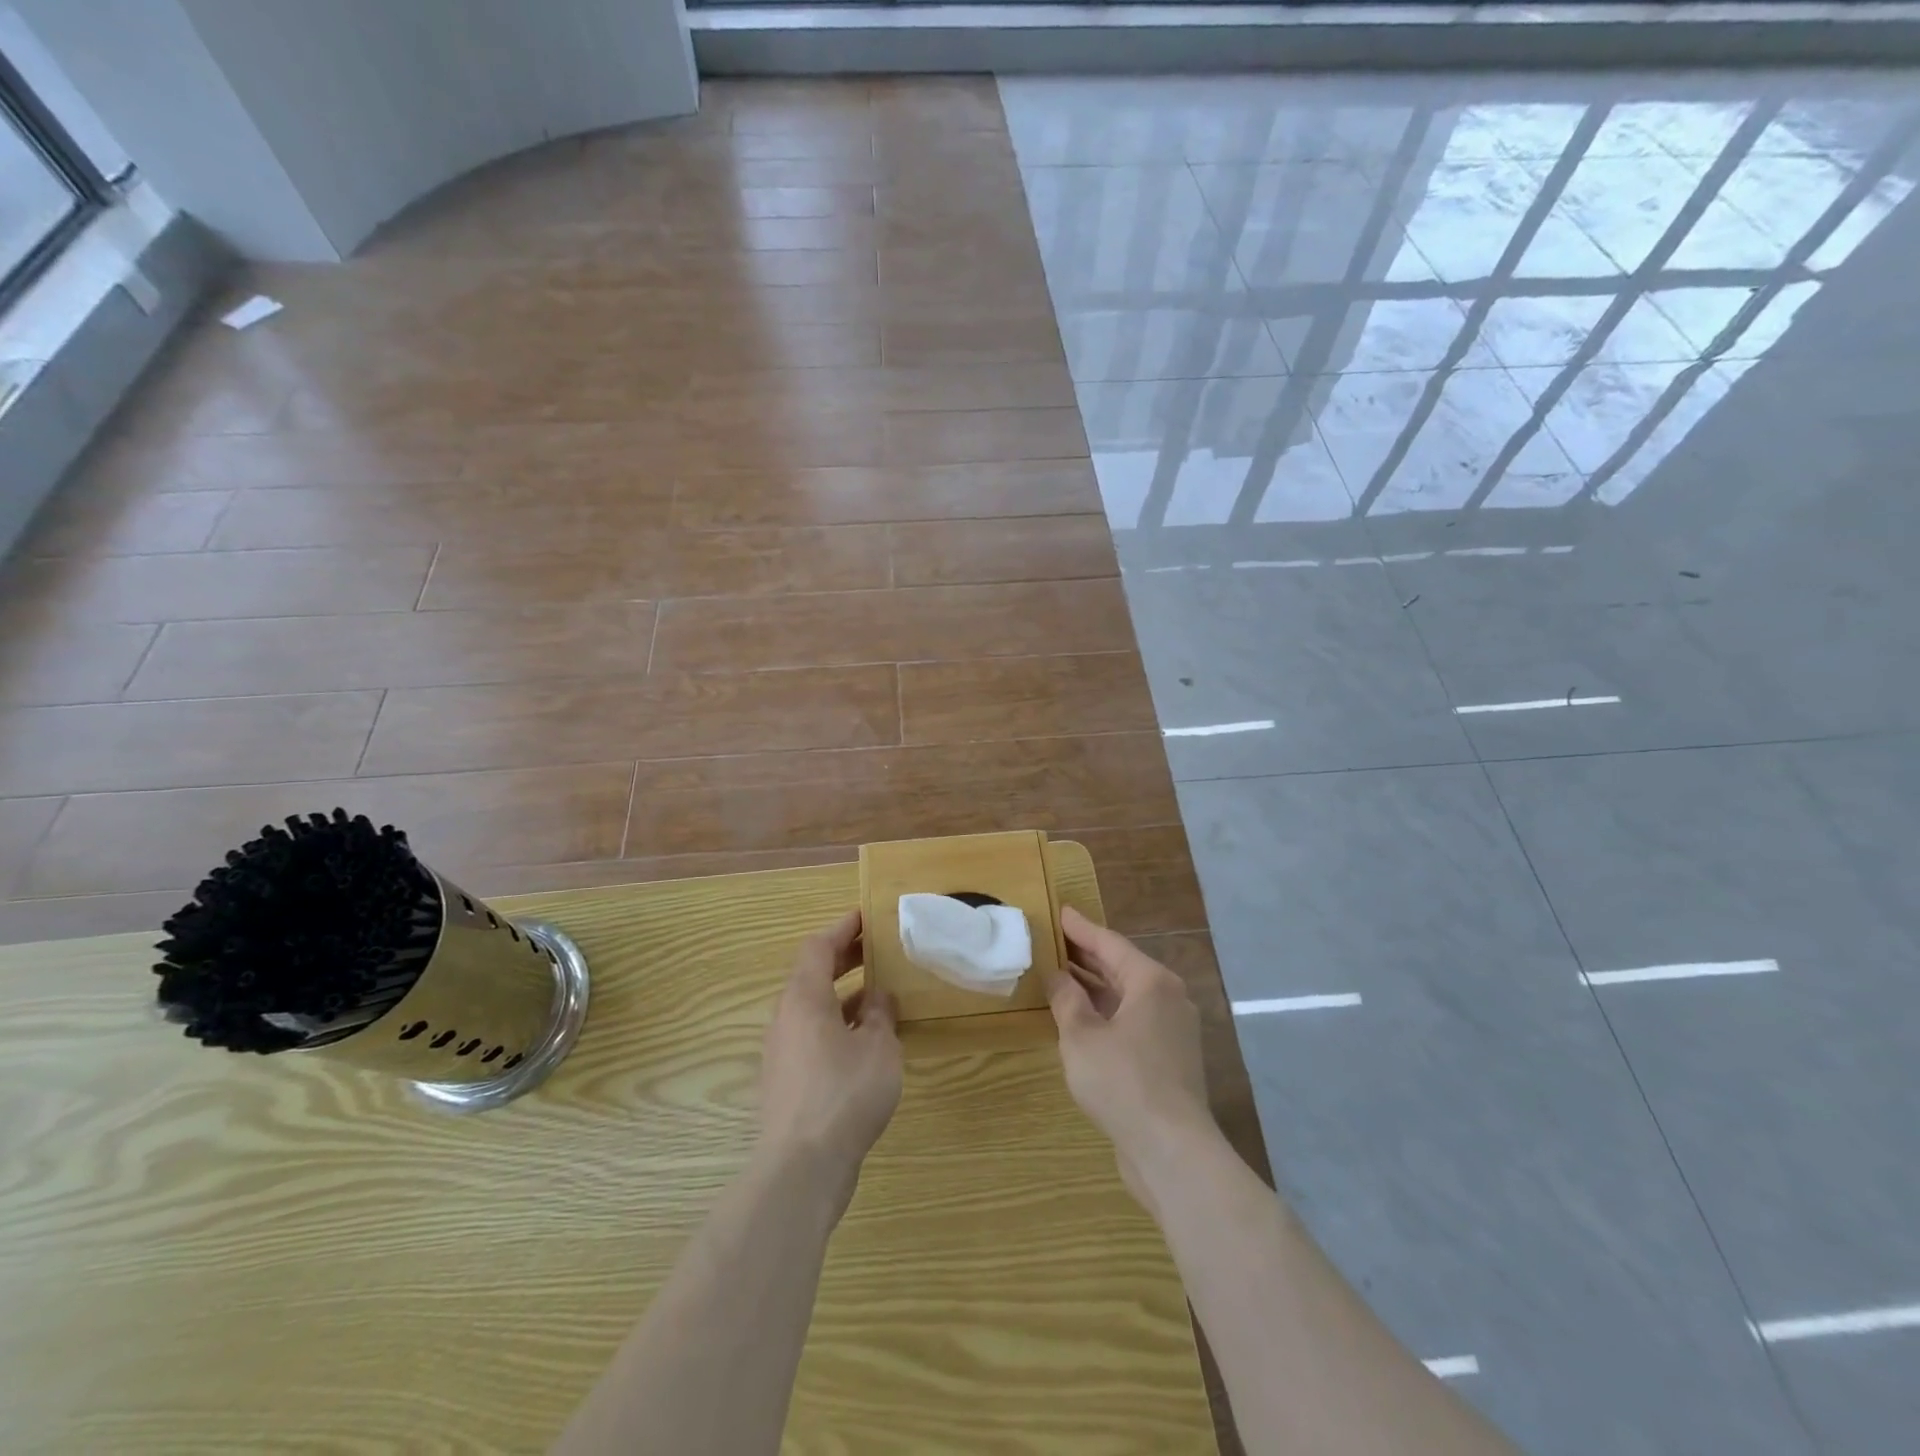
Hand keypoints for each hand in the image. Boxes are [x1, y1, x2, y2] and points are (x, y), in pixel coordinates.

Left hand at [757, 910, 902, 1209]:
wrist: (801, 1168)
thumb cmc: (844, 1093)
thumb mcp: (878, 1047)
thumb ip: (879, 1015)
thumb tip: (877, 996)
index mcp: (804, 998)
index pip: (818, 947)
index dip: (842, 929)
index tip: (866, 917)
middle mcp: (786, 1018)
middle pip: (812, 975)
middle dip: (844, 959)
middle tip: (877, 950)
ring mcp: (783, 1052)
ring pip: (813, 1009)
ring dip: (843, 995)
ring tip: (879, 995)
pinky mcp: (787, 1082)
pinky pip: (813, 1037)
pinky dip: (838, 1026)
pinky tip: (866, 1043)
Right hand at [1047, 906, 1217, 1212]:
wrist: (1172, 1151)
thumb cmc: (1123, 1081)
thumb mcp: (1082, 1036)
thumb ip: (1067, 1000)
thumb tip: (1056, 975)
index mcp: (1151, 982)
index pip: (1109, 943)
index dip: (1080, 928)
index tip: (1059, 912)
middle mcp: (1169, 998)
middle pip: (1122, 967)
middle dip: (1086, 955)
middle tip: (1053, 941)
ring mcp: (1173, 1030)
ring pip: (1128, 996)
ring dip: (1095, 987)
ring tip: (1061, 976)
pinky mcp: (1171, 1059)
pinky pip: (1133, 1021)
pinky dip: (1107, 1013)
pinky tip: (1082, 1019)